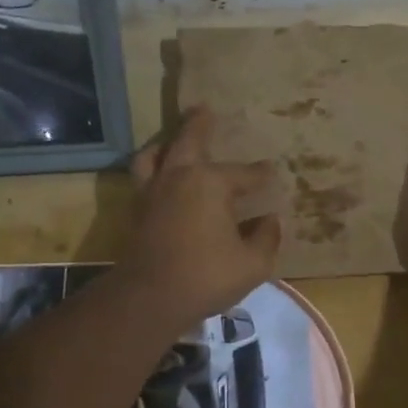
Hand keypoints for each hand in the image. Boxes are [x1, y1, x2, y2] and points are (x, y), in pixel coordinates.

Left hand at [123, 106, 282, 326]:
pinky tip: (158, 176)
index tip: (271, 171)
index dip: (260, 174)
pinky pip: (143, 177)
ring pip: (154, 155)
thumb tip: (271, 221)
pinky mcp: (137, 211)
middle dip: (199, 124)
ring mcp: (153, 192)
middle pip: (189, 141)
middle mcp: (179, 178)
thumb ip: (266, 238)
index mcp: (211, 183)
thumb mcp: (253, 263)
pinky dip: (152, 168)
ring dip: (165, 143)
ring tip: (170, 140)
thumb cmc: (207, 276)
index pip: (244, 174)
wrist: (150, 298)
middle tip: (203, 109)